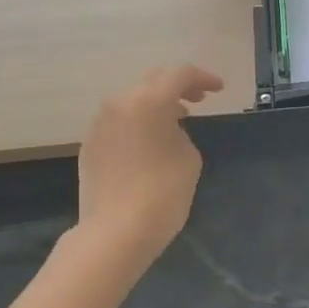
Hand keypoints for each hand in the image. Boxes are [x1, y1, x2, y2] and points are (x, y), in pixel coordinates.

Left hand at [75, 64, 223, 272]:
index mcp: (148, 101)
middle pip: (153, 81)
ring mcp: (99, 124)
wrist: (114, 234)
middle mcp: (119, 104)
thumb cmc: (162, 192)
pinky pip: (119, 122)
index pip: (179, 74)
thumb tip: (167, 130)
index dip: (203, 78)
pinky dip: (138, 123)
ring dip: (156, 104)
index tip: (218, 90)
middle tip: (199, 99)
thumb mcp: (189, 157)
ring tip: (176, 120)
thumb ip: (180, 132)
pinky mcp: (90, 146)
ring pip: (132, 101)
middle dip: (178, 86)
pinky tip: (150, 142)